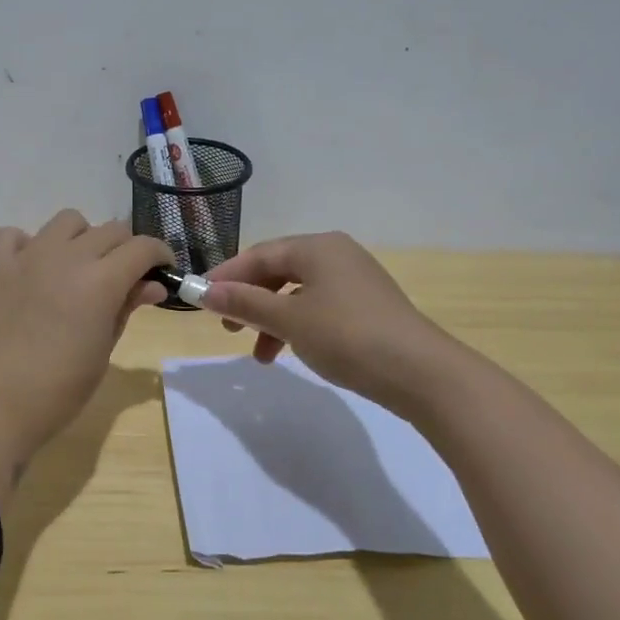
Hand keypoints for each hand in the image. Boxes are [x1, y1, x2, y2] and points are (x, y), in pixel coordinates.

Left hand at [0, 212, 172, 508]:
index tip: (161, 270)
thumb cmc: (58, 391)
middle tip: (121, 277)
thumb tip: (152, 285)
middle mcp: (67, 256)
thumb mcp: (103, 351)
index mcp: (101, 281)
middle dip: (125, 249)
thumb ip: (126, 308)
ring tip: (75, 269)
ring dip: (81, 239)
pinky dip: (28, 245)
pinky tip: (30, 271)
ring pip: (67, 221)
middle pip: (110, 230)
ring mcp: (26, 255)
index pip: (143, 247)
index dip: (159, 255)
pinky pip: (15, 235)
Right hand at [200, 232, 464, 418]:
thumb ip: (245, 303)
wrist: (420, 372)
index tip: (199, 301)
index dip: (226, 276)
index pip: (259, 254)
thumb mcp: (289, 320)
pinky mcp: (366, 305)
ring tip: (259, 354)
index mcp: (316, 247)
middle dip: (249, 299)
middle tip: (228, 328)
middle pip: (278, 270)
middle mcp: (335, 254)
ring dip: (271, 319)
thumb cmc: (347, 337)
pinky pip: (318, 306)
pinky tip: (291, 351)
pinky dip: (297, 325)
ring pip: (297, 292)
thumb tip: (203, 291)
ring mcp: (354, 279)